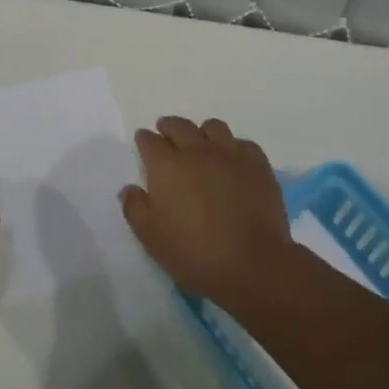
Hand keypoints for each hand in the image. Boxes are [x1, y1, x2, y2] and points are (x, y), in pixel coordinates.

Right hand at [119, 117, 292, 304]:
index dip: (144, 139)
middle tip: (166, 134)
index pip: (149, 141)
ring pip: (213, 127)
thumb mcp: (151, 237)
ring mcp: (230, 154)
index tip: (143, 141)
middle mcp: (196, 151)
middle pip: (179, 125)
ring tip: (201, 146)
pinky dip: (233, 148)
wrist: (251, 262)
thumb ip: (135, 208)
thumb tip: (130, 189)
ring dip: (202, 133)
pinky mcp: (258, 165)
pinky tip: (233, 162)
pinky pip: (243, 144)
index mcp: (166, 166)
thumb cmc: (194, 252)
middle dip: (169, 127)